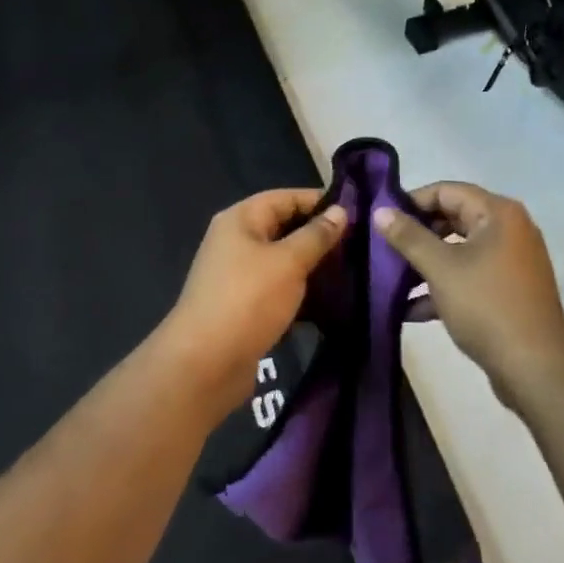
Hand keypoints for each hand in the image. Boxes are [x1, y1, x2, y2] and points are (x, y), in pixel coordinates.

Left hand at [160, 189, 346, 420]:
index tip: (357, 214)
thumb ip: (317, 235)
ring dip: (312, 265)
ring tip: (351, 271)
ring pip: (283, 259)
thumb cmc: (248, 300)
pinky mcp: (244, 305)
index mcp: (241, 219)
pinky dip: (301, 290)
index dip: (321, 202)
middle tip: (359, 245)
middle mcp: (237, 240)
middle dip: (320, 235)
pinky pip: (278, 287)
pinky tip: (330, 300)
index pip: (287, 197)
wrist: (204, 365)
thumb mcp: (289, 262)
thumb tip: (341, 210)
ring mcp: (238, 274)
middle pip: (285, 227)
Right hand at [373, 182, 563, 411]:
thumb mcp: (441, 268)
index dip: (411, 201)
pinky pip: (470, 277)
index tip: (382, 219)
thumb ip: (409, 237)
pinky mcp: (509, 291)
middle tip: (383, 248)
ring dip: (426, 264)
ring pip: (459, 251)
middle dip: (417, 235)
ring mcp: (511, 262)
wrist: (536, 369)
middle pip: (453, 219)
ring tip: (390, 278)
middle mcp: (509, 229)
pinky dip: (444, 287)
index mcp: (498, 213)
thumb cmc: (487, 306)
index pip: (446, 191)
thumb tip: (380, 211)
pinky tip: (411, 310)